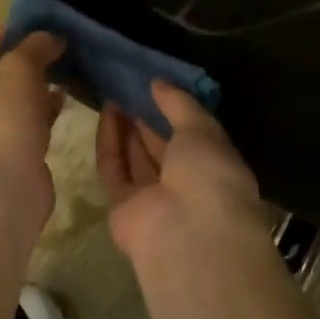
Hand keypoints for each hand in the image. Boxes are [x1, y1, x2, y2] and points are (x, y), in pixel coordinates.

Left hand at [0, 28, 65, 231]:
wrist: (6, 191)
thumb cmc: (2, 122)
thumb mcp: (18, 69)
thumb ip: (35, 46)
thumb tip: (53, 37)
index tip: (30, 31)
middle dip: (27, 55)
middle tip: (56, 48)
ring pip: (18, 93)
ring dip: (41, 80)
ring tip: (66, 69)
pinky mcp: (16, 147)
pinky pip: (32, 117)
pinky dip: (47, 105)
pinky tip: (66, 99)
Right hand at [96, 80, 267, 264]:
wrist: (189, 236)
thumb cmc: (209, 175)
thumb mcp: (202, 129)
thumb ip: (179, 103)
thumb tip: (158, 82)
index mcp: (213, 167)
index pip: (192, 135)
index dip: (173, 110)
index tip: (155, 84)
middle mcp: (184, 184)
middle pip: (160, 147)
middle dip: (145, 118)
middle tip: (128, 85)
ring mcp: (153, 199)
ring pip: (135, 158)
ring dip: (125, 127)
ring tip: (113, 92)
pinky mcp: (122, 208)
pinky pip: (114, 169)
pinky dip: (109, 142)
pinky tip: (106, 111)